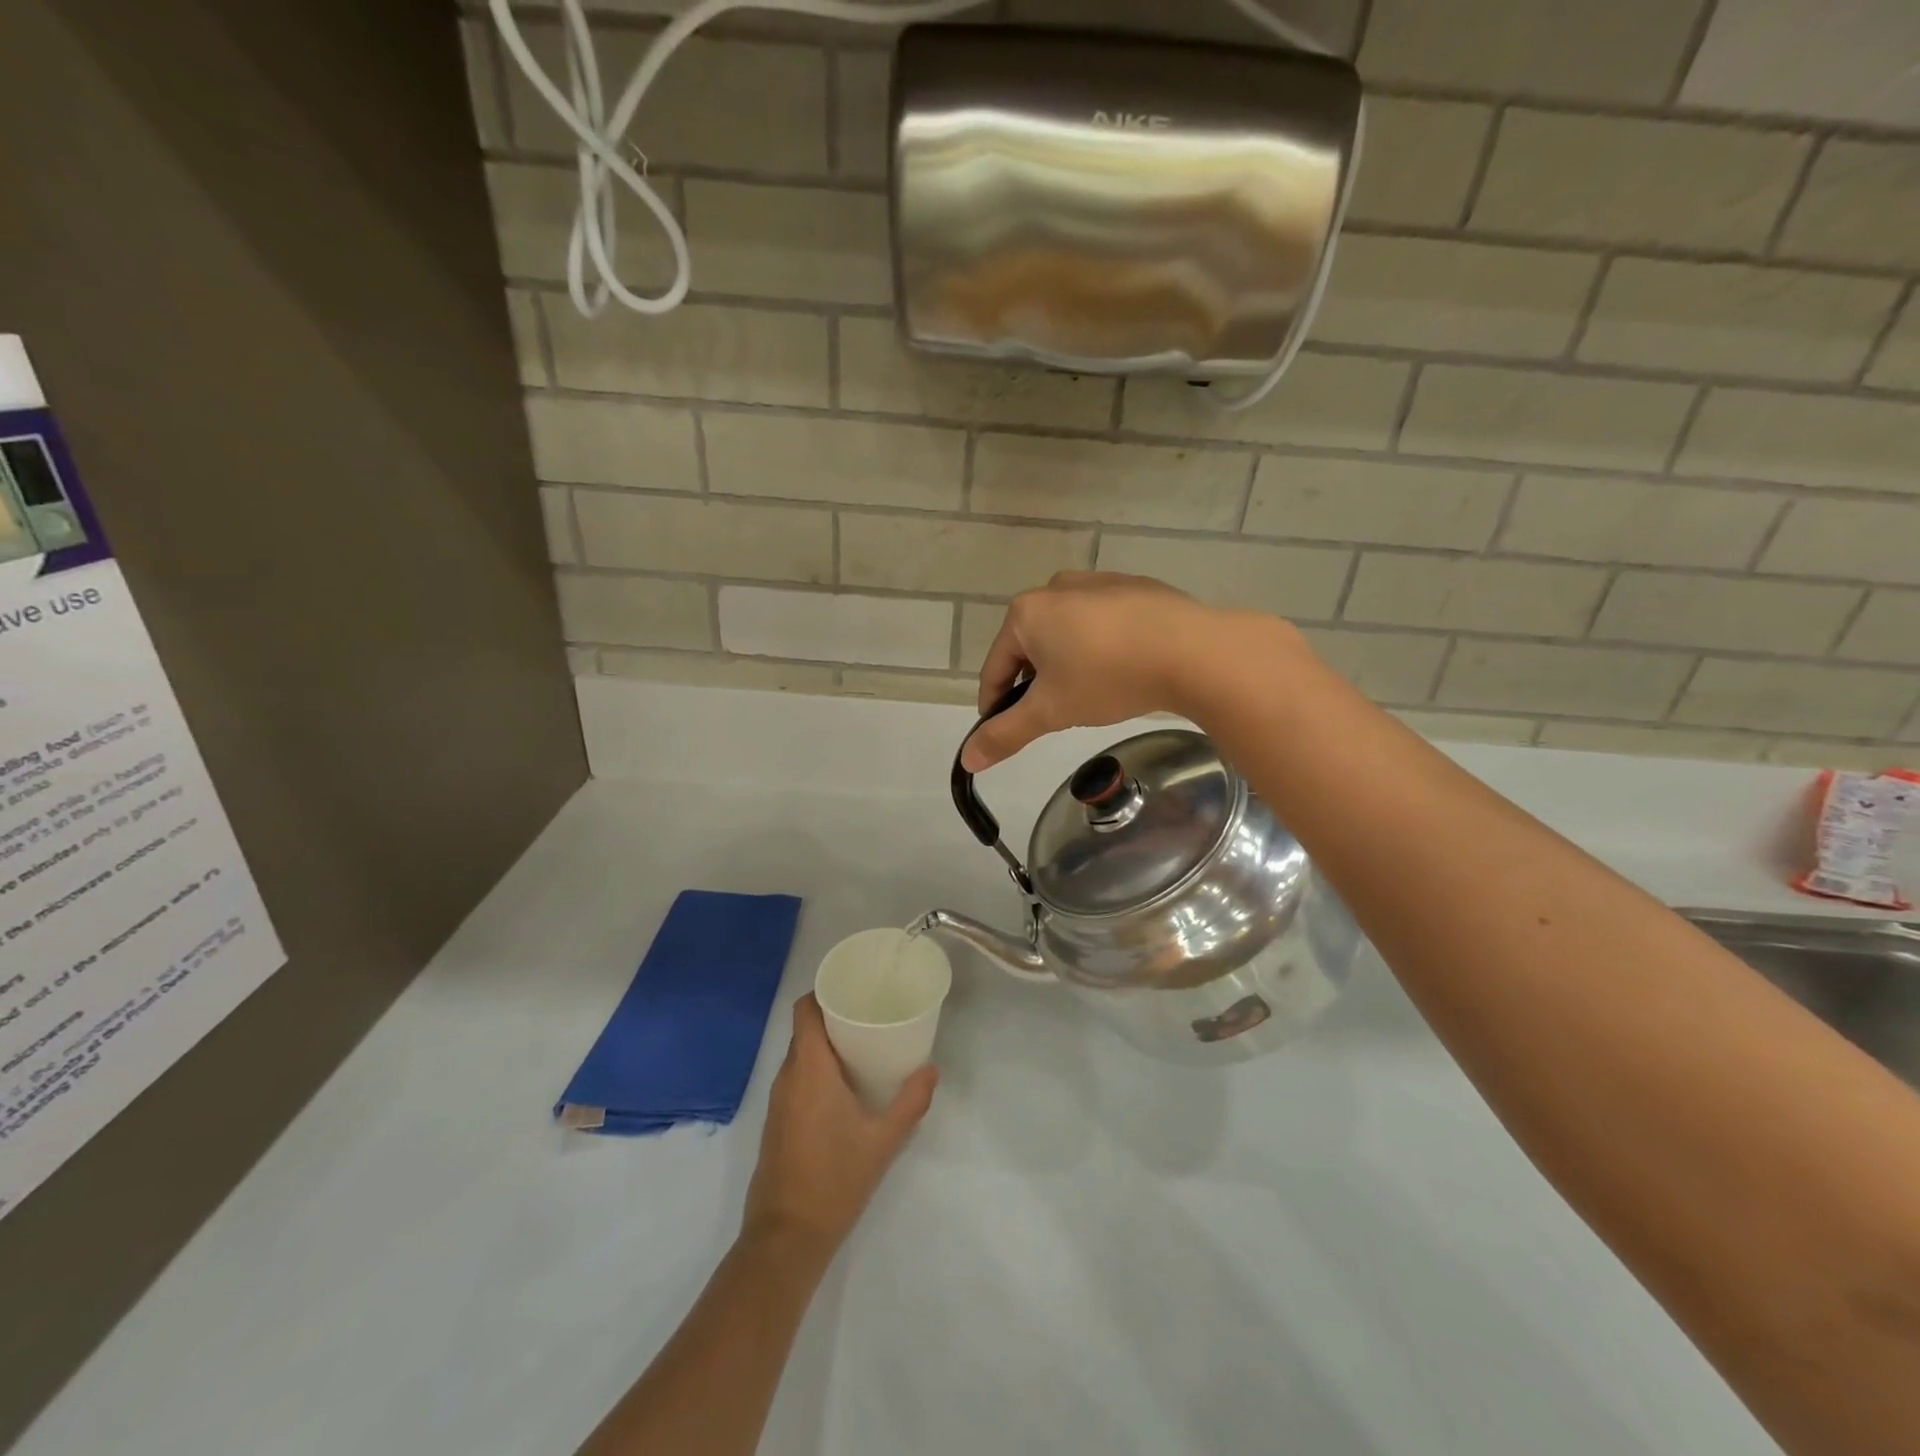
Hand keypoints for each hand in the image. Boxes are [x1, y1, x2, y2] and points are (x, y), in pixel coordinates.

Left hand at [743, 995, 937, 1260]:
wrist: (786, 1238)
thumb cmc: (835, 1180)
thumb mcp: (883, 1140)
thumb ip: (910, 1102)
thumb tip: (932, 1070)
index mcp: (809, 1069)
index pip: (805, 1010)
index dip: (824, 991)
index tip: (853, 988)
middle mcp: (787, 1077)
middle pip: (804, 1029)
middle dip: (833, 1016)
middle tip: (869, 1013)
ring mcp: (778, 1101)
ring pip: (799, 1055)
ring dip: (825, 1044)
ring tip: (862, 1044)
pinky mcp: (777, 1122)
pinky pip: (796, 1078)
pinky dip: (816, 1069)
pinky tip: (844, 1084)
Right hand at [961, 572, 1297, 771]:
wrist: (1193, 651)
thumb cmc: (1107, 677)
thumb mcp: (1051, 711)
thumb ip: (1006, 734)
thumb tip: (967, 759)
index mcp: (1026, 613)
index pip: (995, 667)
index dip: (994, 705)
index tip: (1004, 731)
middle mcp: (1056, 588)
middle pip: (1031, 648)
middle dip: (1035, 683)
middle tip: (1053, 716)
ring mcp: (1098, 583)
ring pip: (1067, 634)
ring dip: (1067, 665)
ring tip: (1089, 695)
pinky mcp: (1135, 588)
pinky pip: (1102, 623)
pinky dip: (1100, 648)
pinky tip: (1121, 670)